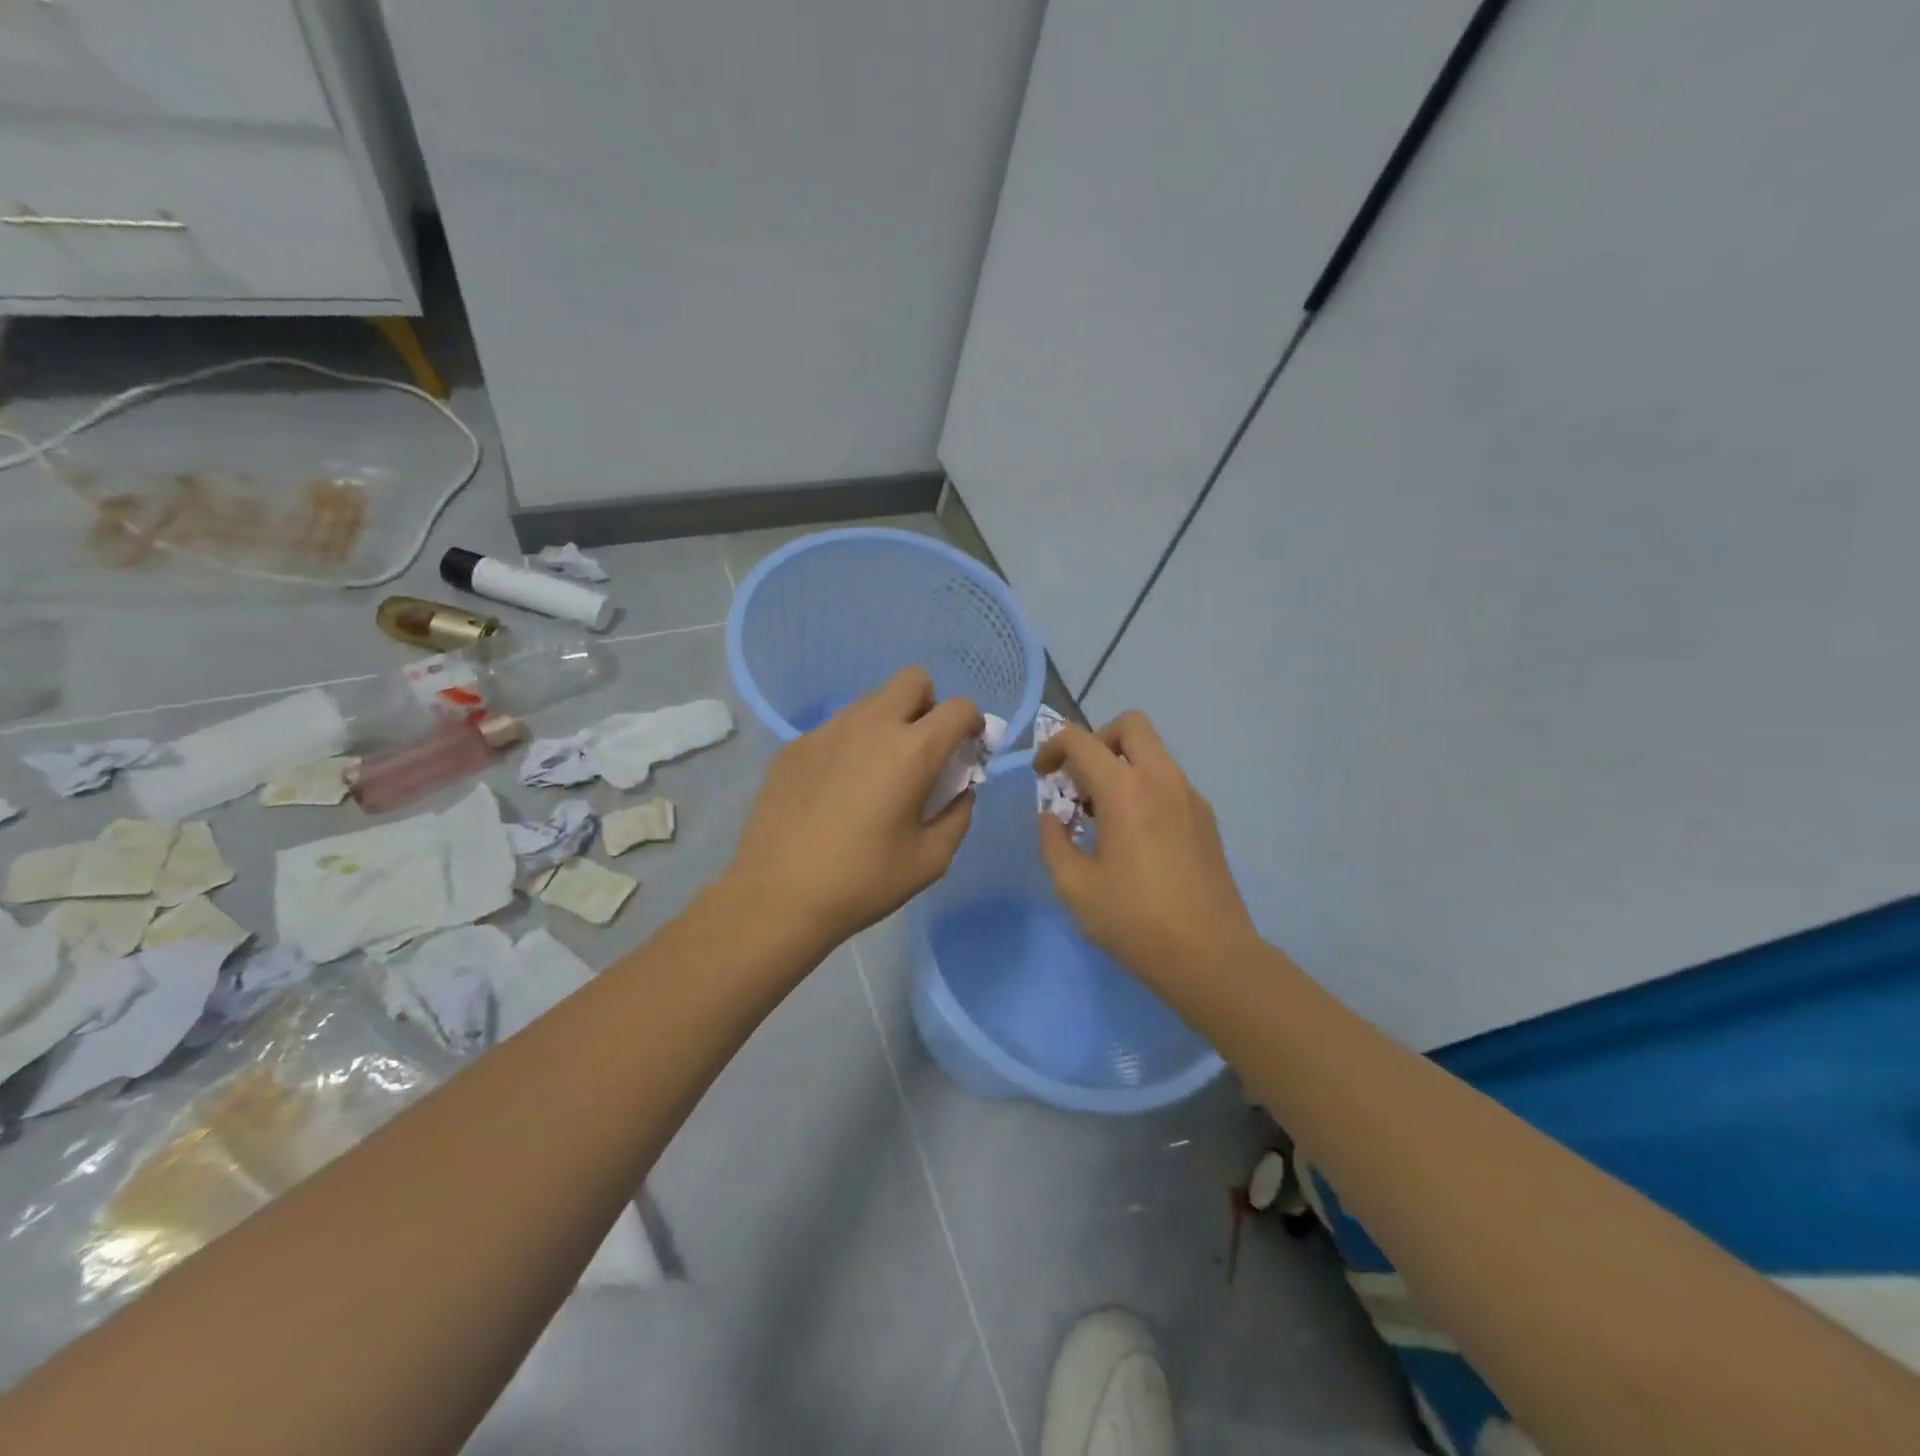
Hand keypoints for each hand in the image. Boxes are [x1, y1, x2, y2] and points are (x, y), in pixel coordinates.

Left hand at [725, 667, 983, 952]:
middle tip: (922, 750)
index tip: (967, 750)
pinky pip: (835, 729)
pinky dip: (850, 746)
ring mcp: (826, 732)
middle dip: (929, 705)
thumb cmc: (862, 882)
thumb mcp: (931, 860)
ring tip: (875, 775)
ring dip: (887, 723)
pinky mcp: (794, 747)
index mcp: (912, 752)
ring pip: (870, 702)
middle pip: (912, 680)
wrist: (777, 897)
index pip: (959, 708)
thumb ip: (958, 815)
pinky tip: (835, 791)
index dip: (973, 723)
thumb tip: (960, 790)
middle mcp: (870, 726)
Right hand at [1035, 711, 1256, 985]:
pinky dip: (1143, 787)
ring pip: (1153, 752)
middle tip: (1080, 782)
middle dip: (1096, 741)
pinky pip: (1168, 780)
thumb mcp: (1074, 886)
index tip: (1042, 777)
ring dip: (1121, 765)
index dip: (1052, 748)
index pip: (1081, 740)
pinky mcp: (1206, 818)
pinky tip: (1134, 836)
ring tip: (1103, 816)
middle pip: (1130, 725)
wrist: (1211, 956)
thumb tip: (1052, 817)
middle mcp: (1162, 780)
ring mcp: (1190, 797)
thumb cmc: (1135, 921)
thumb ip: (1053, 841)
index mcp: (1125, 791)